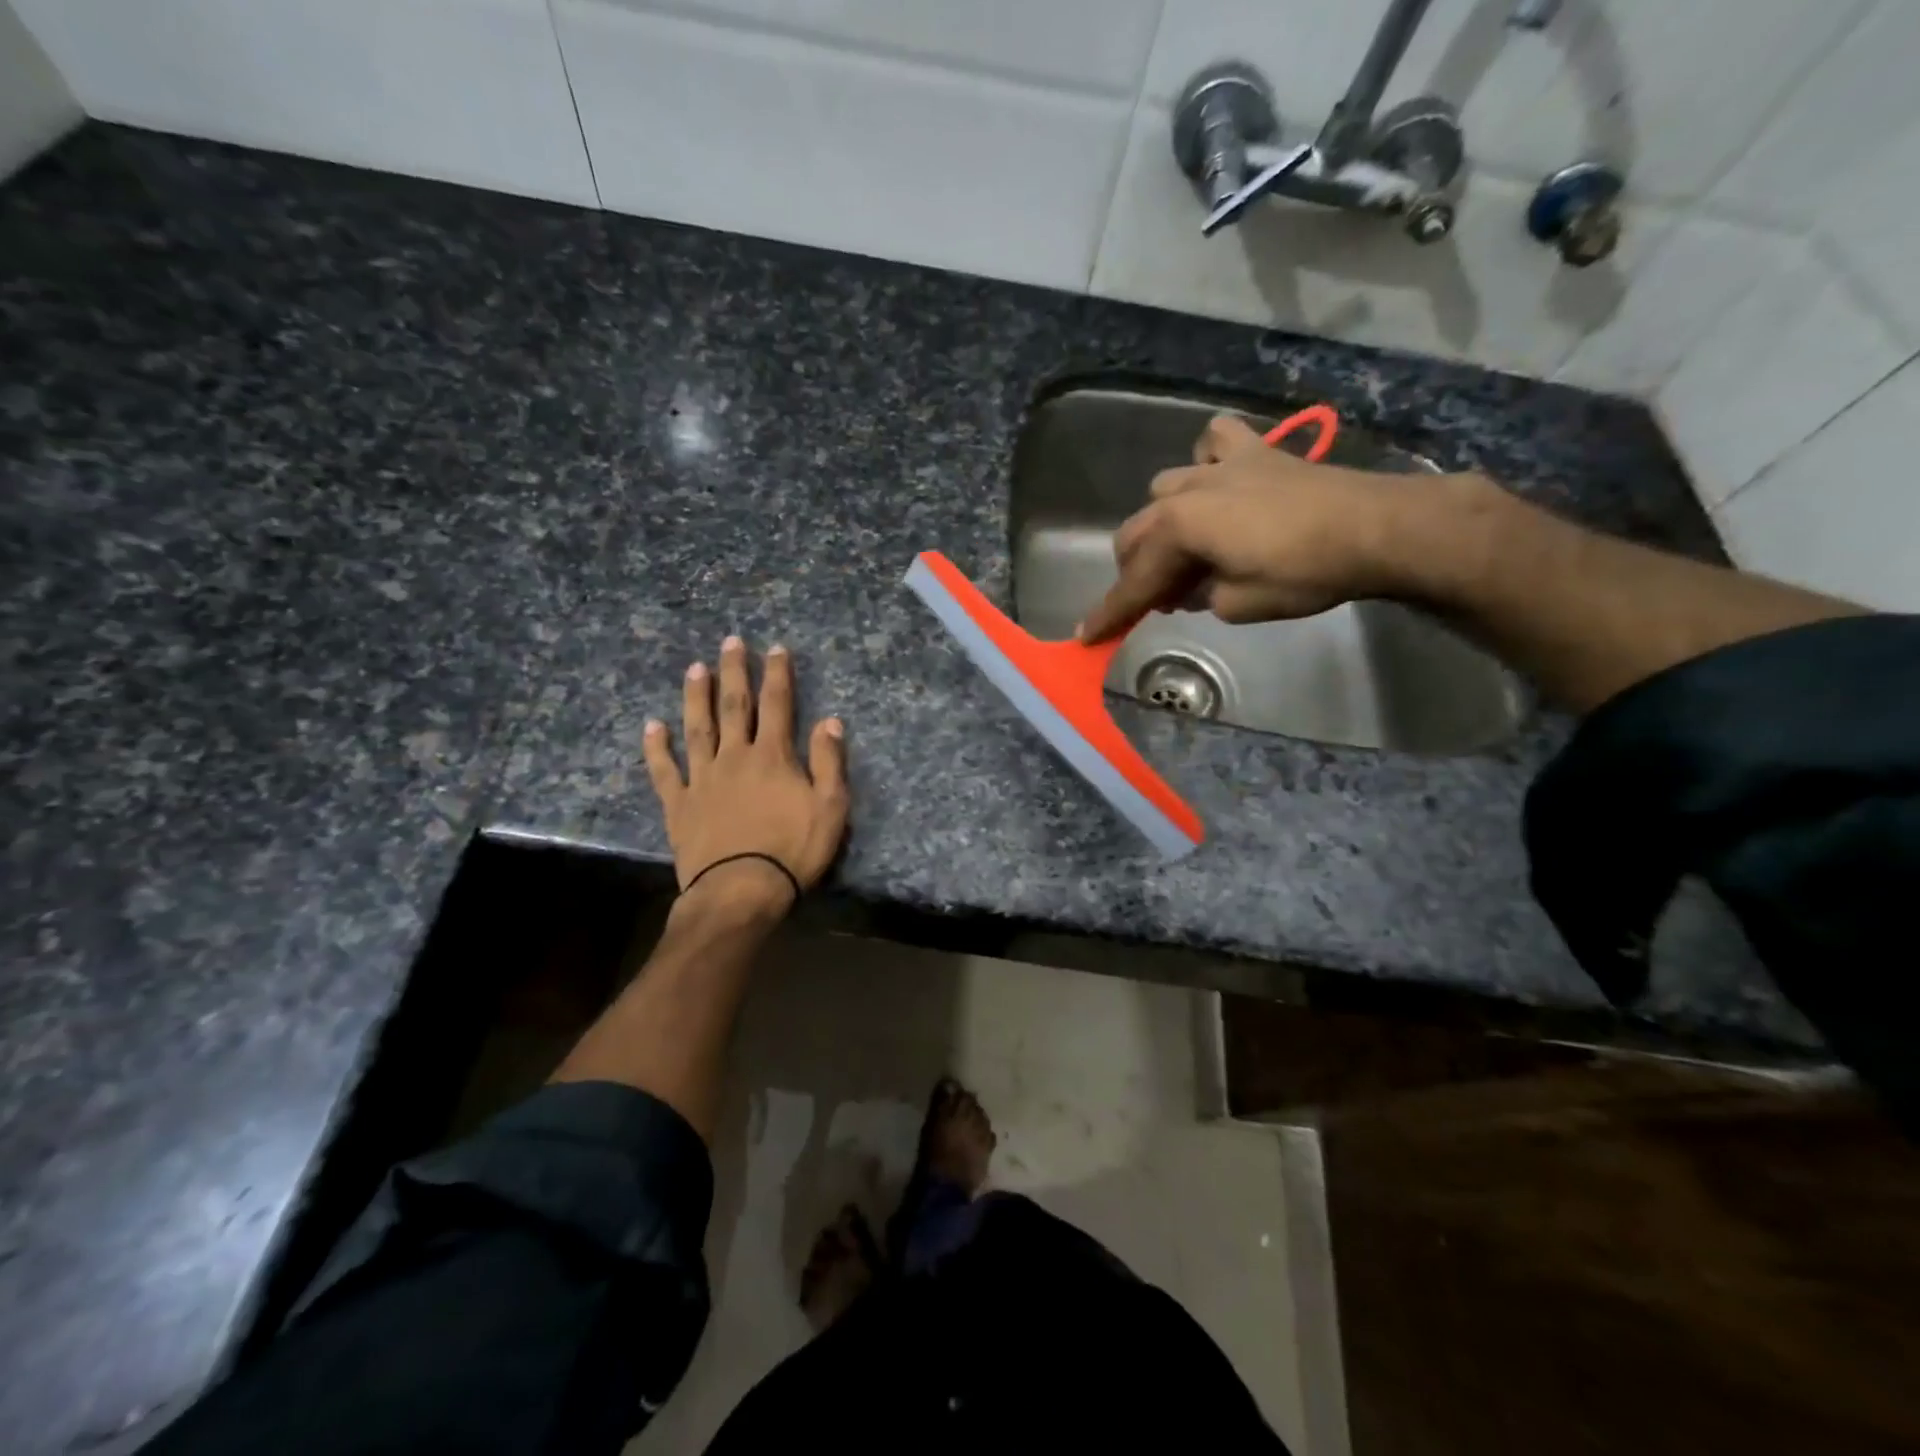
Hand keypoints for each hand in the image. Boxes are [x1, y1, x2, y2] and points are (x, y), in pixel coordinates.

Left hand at [643, 636, 848, 919]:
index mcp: (773, 756)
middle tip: (730, 642)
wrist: (741, 891)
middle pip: (734, 707)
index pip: (778, 705)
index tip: (775, 648)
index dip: (777, 674)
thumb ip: (830, 762)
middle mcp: (735, 757)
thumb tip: (829, 720)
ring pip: (697, 728)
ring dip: (696, 697)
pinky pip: (664, 771)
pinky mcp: (679, 804)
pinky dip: (657, 748)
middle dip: (734, 672)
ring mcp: (702, 779)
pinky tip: (652, 727)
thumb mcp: (830, 808)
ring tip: (694, 669)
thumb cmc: (793, 851)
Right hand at [1079, 414, 1416, 641]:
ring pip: (1163, 489)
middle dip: (1135, 570)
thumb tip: (1188, 588)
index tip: (1086, 636)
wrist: (1375, 528)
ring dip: (1163, 523)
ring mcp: (1219, 465)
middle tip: (1154, 599)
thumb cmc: (1304, 574)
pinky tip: (1216, 484)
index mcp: (1178, 529)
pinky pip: (1212, 443)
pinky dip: (1205, 462)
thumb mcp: (1238, 605)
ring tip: (1186, 548)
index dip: (1110, 613)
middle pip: (1136, 532)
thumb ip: (1199, 596)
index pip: (1133, 581)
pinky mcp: (1254, 452)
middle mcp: (1186, 491)